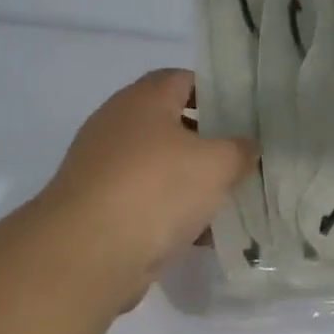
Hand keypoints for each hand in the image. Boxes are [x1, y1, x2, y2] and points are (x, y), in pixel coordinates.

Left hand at [40, 69, 256, 291]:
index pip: (183, 79)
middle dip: (208, 143)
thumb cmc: (156, 190)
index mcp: (143, 100)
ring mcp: (104, 168)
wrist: (86, 254)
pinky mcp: (99, 208)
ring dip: (191, 183)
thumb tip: (247, 147)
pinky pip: (146, 202)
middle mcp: (118, 126)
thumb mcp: (216, 165)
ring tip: (230, 200)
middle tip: (243, 159)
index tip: (246, 115)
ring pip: (160, 167)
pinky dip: (172, 214)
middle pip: (172, 124)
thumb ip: (239, 151)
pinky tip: (202, 236)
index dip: (217, 92)